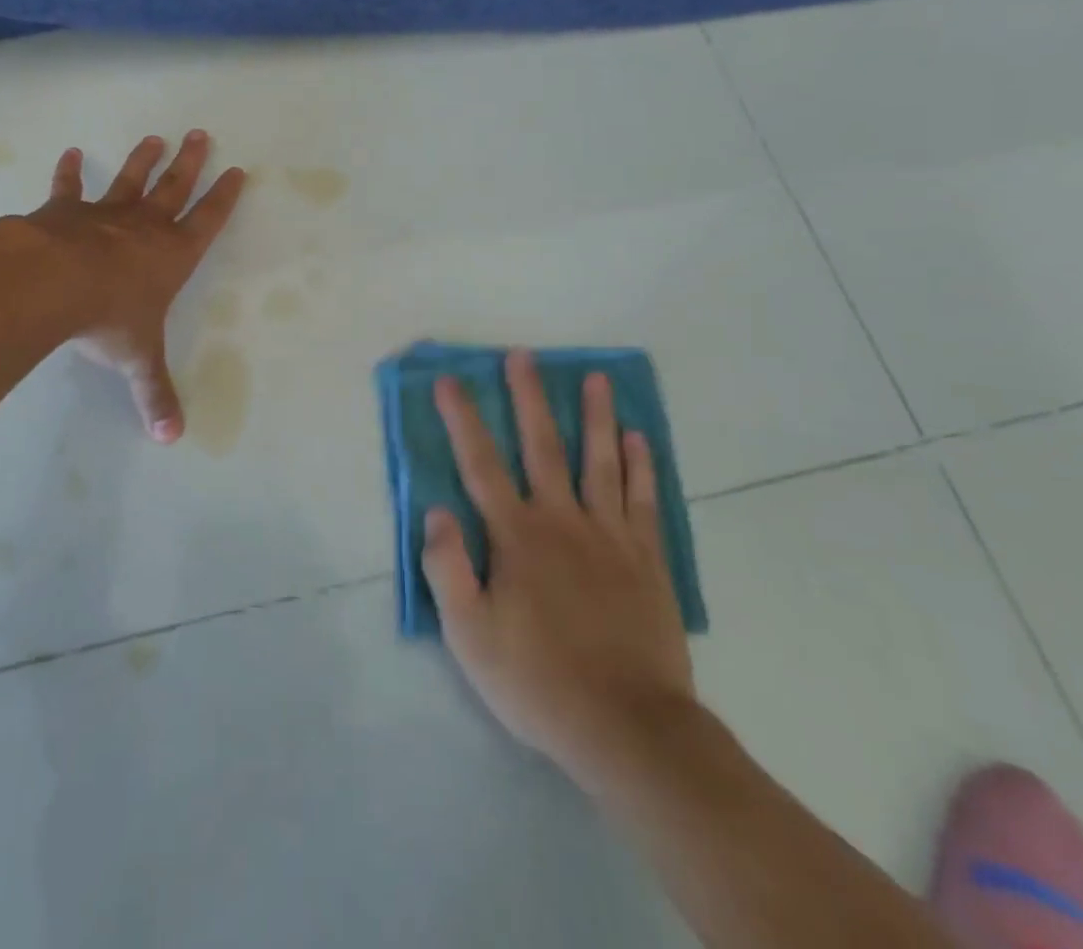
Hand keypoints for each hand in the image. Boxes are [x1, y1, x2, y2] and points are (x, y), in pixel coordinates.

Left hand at [23, 130, 243, 442]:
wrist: (53, 284)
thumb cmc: (108, 318)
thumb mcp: (137, 359)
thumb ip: (154, 394)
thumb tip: (171, 438)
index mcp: (172, 256)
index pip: (208, 221)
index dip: (224, 198)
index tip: (237, 170)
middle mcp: (145, 228)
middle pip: (175, 188)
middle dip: (190, 163)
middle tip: (200, 134)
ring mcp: (105, 215)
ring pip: (131, 180)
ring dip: (143, 160)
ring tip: (154, 138)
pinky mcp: (65, 211)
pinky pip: (69, 187)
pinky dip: (69, 172)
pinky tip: (71, 153)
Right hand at [422, 353, 695, 793]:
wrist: (628, 727)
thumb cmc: (537, 680)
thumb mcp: (469, 634)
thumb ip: (447, 567)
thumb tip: (435, 511)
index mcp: (516, 535)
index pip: (480, 464)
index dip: (462, 419)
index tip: (449, 380)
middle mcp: (562, 521)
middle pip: (543, 446)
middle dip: (529, 397)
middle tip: (523, 355)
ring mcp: (610, 537)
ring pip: (601, 462)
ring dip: (596, 417)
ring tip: (597, 378)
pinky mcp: (646, 560)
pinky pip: (643, 501)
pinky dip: (641, 467)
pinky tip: (639, 439)